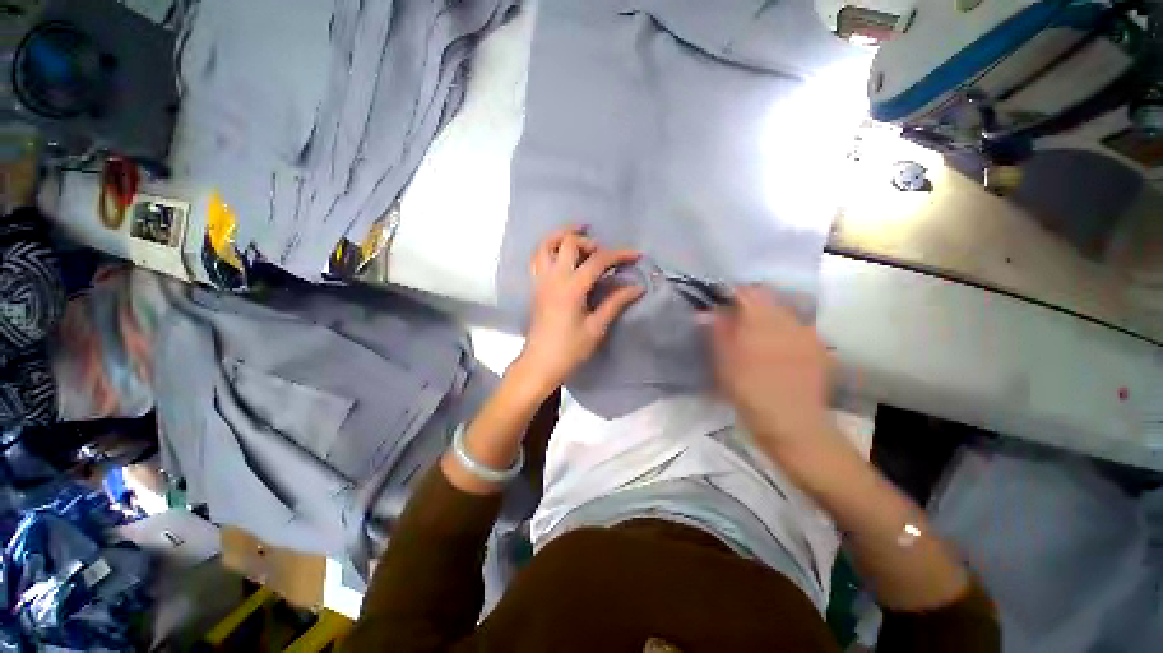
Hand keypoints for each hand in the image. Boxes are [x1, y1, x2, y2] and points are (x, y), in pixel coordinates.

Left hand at [514, 227, 643, 394]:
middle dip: (589, 241)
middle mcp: (553, 278)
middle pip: (568, 243)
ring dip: (562, 235)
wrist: (540, 364)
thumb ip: (615, 303)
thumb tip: (636, 288)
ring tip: (579, 235)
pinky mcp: (535, 287)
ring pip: (545, 245)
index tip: (636, 255)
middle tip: (603, 251)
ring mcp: (540, 281)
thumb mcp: (596, 328)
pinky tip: (562, 254)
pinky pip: (538, 258)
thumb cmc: (569, 350)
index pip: (598, 260)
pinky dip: (550, 248)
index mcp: (571, 288)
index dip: (619, 254)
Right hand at [710, 287, 834, 455]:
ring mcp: (808, 334)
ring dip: (769, 320)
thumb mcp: (723, 360)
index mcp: (761, 318)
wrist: (791, 422)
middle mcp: (788, 319)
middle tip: (736, 325)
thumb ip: (717, 331)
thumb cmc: (748, 389)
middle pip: (768, 300)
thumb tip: (707, 311)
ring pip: (785, 315)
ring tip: (758, 341)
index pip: (747, 291)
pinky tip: (779, 354)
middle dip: (751, 307)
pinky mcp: (820, 350)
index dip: (732, 294)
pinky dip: (786, 335)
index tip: (720, 306)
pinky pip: (799, 332)